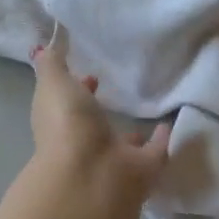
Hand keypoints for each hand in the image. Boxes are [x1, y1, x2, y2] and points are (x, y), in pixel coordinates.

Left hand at [28, 32, 171, 205]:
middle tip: (122, 91)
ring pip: (125, 142)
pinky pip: (156, 150)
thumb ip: (52, 64)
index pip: (68, 104)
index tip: (90, 75)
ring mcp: (116, 159)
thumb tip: (46, 45)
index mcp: (62, 125)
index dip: (77, 89)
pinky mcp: (144, 168)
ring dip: (133, 132)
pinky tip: (173, 123)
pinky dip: (163, 139)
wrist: (93, 173)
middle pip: (96, 125)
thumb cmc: (67, 126)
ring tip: (151, 110)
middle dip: (104, 112)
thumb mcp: (53, 84)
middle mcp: (87, 144)